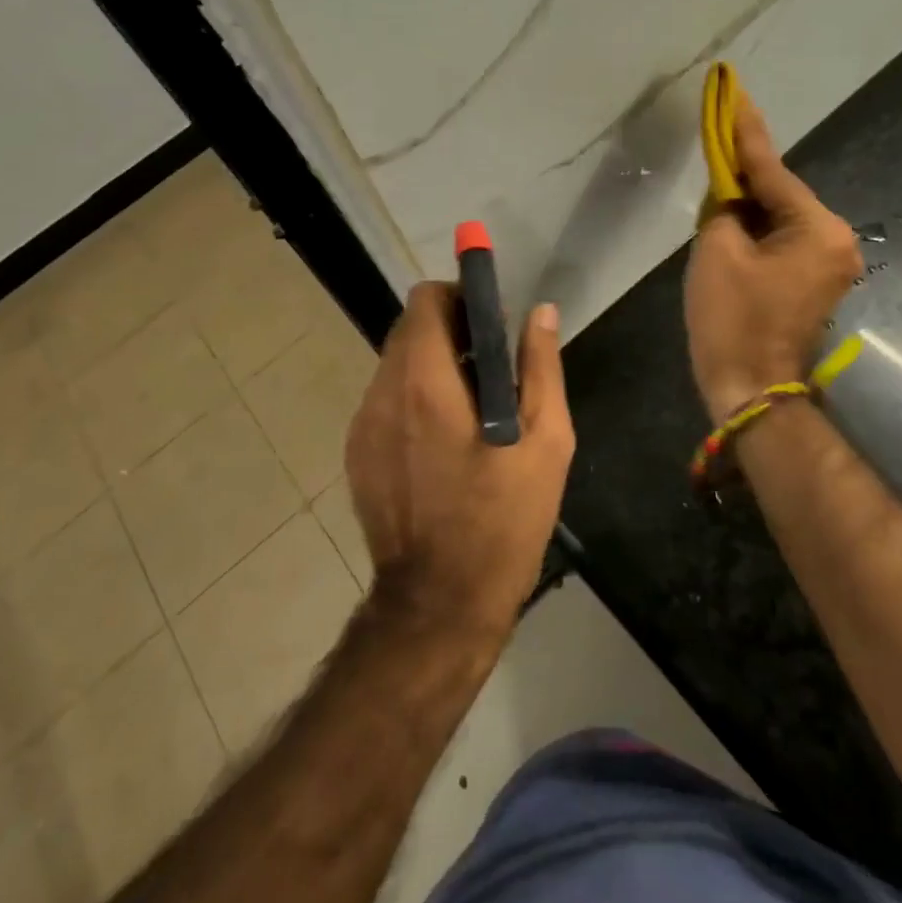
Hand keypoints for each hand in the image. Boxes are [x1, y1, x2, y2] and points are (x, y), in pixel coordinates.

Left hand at [344, 283, 575, 642]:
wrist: (439, 604)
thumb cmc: (502, 522)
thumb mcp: (545, 443)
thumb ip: (540, 368)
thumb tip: (541, 312)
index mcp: (424, 383)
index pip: (424, 300)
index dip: (458, 298)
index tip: (489, 323)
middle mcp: (382, 394)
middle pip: (409, 331)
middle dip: (449, 333)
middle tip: (491, 370)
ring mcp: (362, 426)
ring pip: (396, 366)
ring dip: (432, 368)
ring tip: (472, 411)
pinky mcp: (356, 454)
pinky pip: (386, 403)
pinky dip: (413, 401)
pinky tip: (443, 444)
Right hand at [685, 91, 862, 421]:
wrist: (750, 387)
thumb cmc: (732, 318)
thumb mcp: (717, 252)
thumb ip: (724, 207)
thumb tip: (731, 195)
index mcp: (817, 229)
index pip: (772, 170)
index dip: (744, 131)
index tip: (734, 91)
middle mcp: (835, 240)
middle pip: (780, 194)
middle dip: (745, 173)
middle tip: (717, 137)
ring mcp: (830, 263)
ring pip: (780, 218)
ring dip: (748, 204)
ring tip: (717, 182)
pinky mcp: (814, 281)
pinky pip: (782, 240)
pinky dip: (756, 229)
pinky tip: (731, 220)